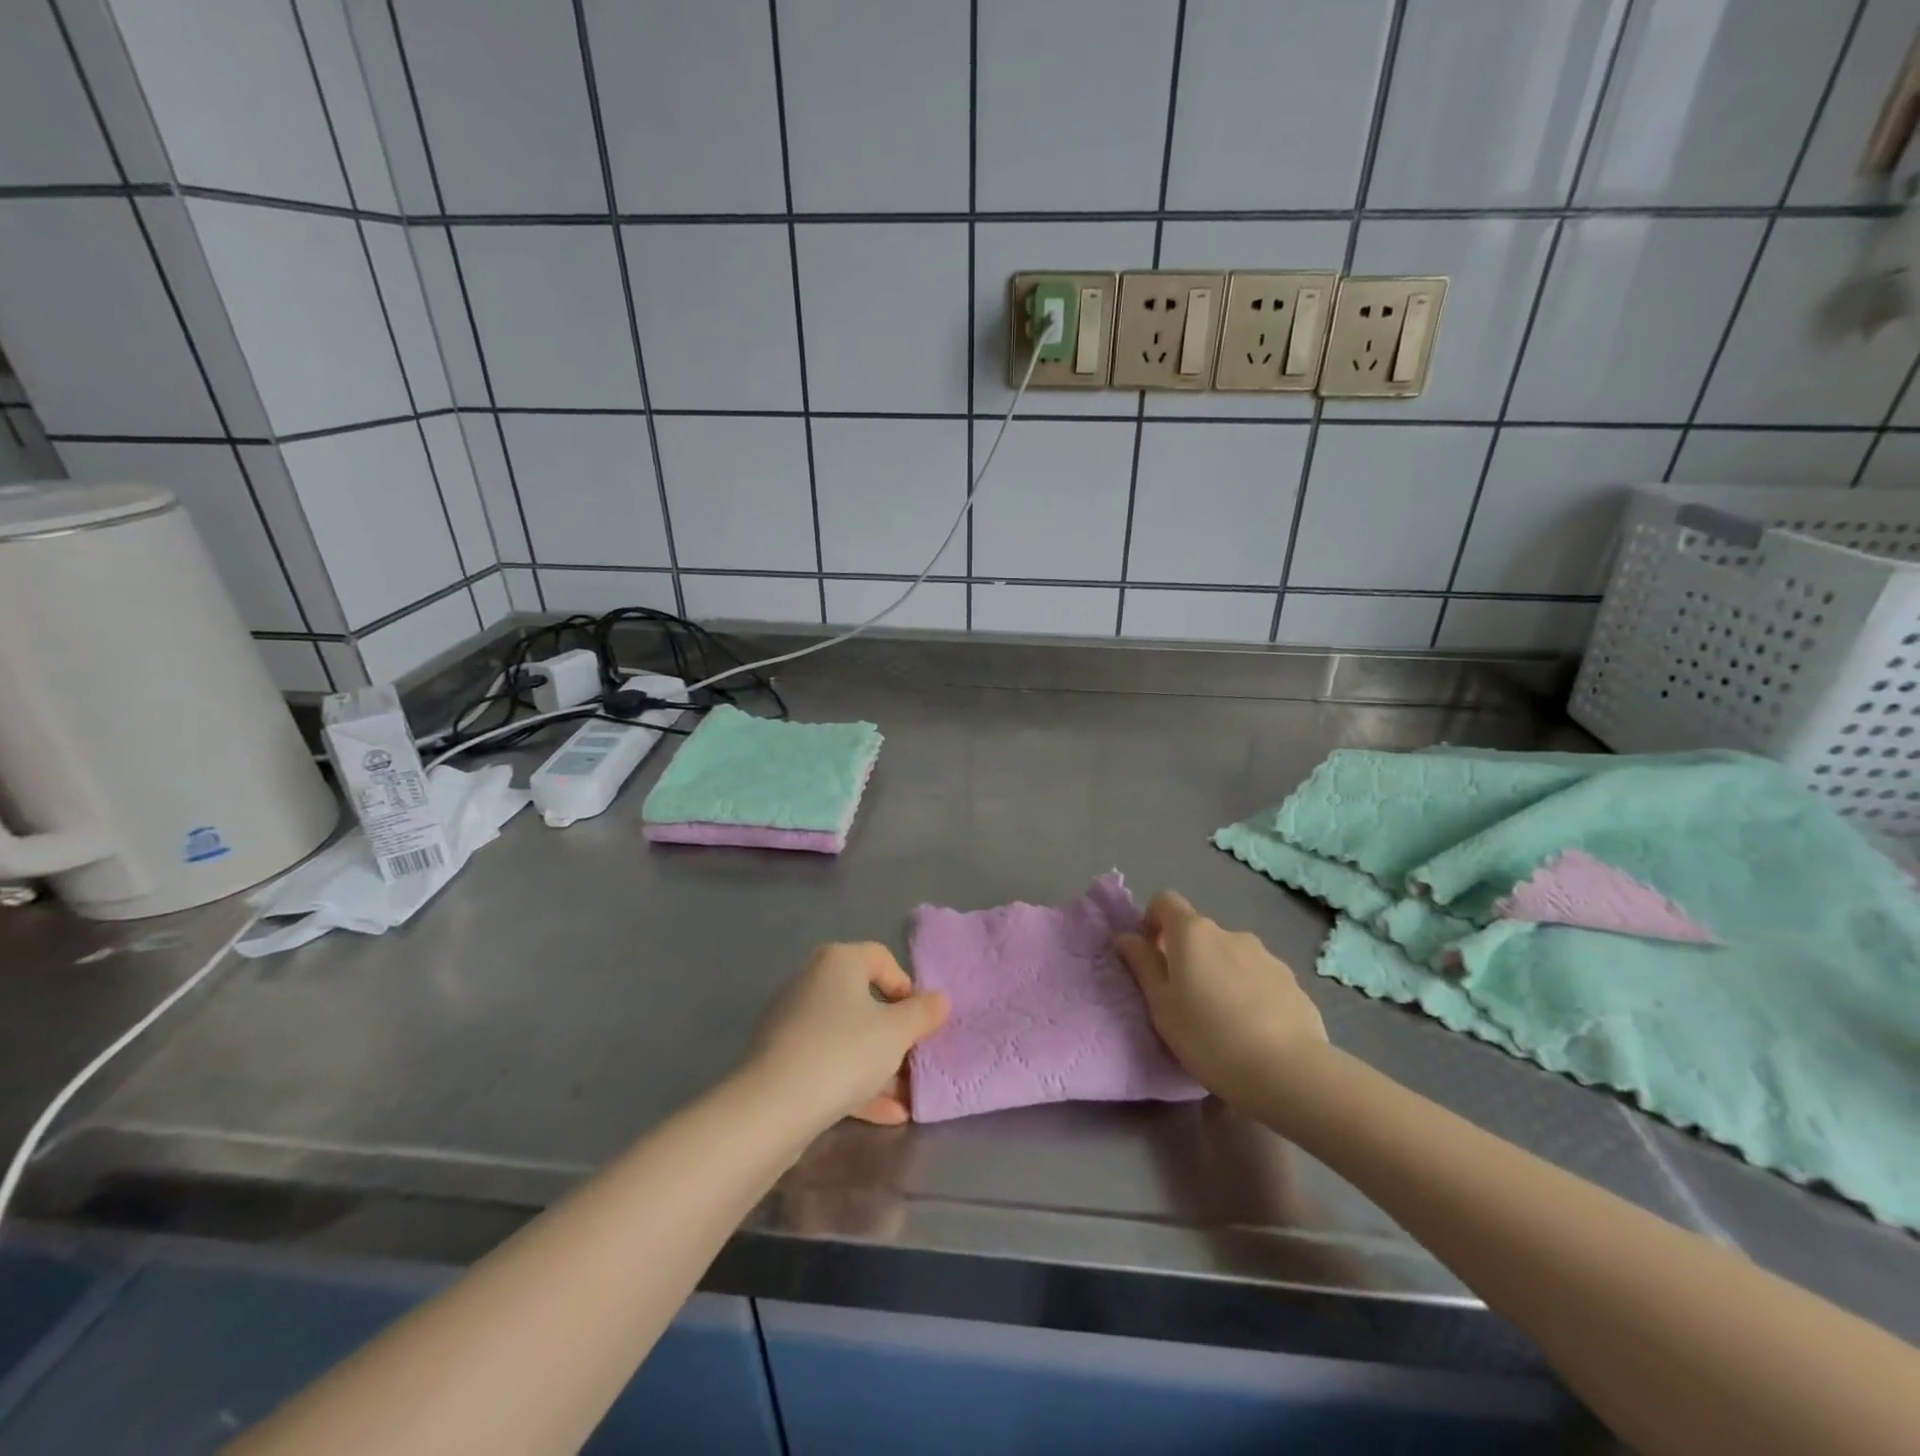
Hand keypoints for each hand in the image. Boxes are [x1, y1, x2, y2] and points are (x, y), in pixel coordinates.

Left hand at [745, 943, 949, 1128]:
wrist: (773, 1106)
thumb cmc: (844, 1051)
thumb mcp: (896, 1032)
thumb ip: (923, 1013)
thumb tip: (939, 999)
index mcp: (838, 961)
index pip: (881, 958)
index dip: (906, 987)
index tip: (918, 1020)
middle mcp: (812, 981)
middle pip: (864, 1001)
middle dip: (894, 1035)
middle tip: (914, 1061)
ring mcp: (792, 1021)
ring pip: (847, 1037)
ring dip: (879, 1065)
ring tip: (906, 1098)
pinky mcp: (781, 1059)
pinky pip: (827, 1063)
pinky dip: (854, 1083)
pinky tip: (885, 1115)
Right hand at [1114, 891, 1325, 1105]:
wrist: (1290, 1072)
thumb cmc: (1210, 1037)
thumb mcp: (1161, 1006)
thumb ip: (1143, 965)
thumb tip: (1126, 937)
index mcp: (1193, 933)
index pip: (1165, 901)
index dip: (1152, 921)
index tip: (1150, 956)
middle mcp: (1230, 933)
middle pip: (1198, 933)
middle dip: (1187, 957)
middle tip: (1183, 1001)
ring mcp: (1266, 955)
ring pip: (1230, 956)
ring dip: (1219, 975)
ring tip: (1222, 1021)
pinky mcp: (1292, 982)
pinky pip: (1258, 978)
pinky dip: (1248, 993)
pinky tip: (1253, 1031)